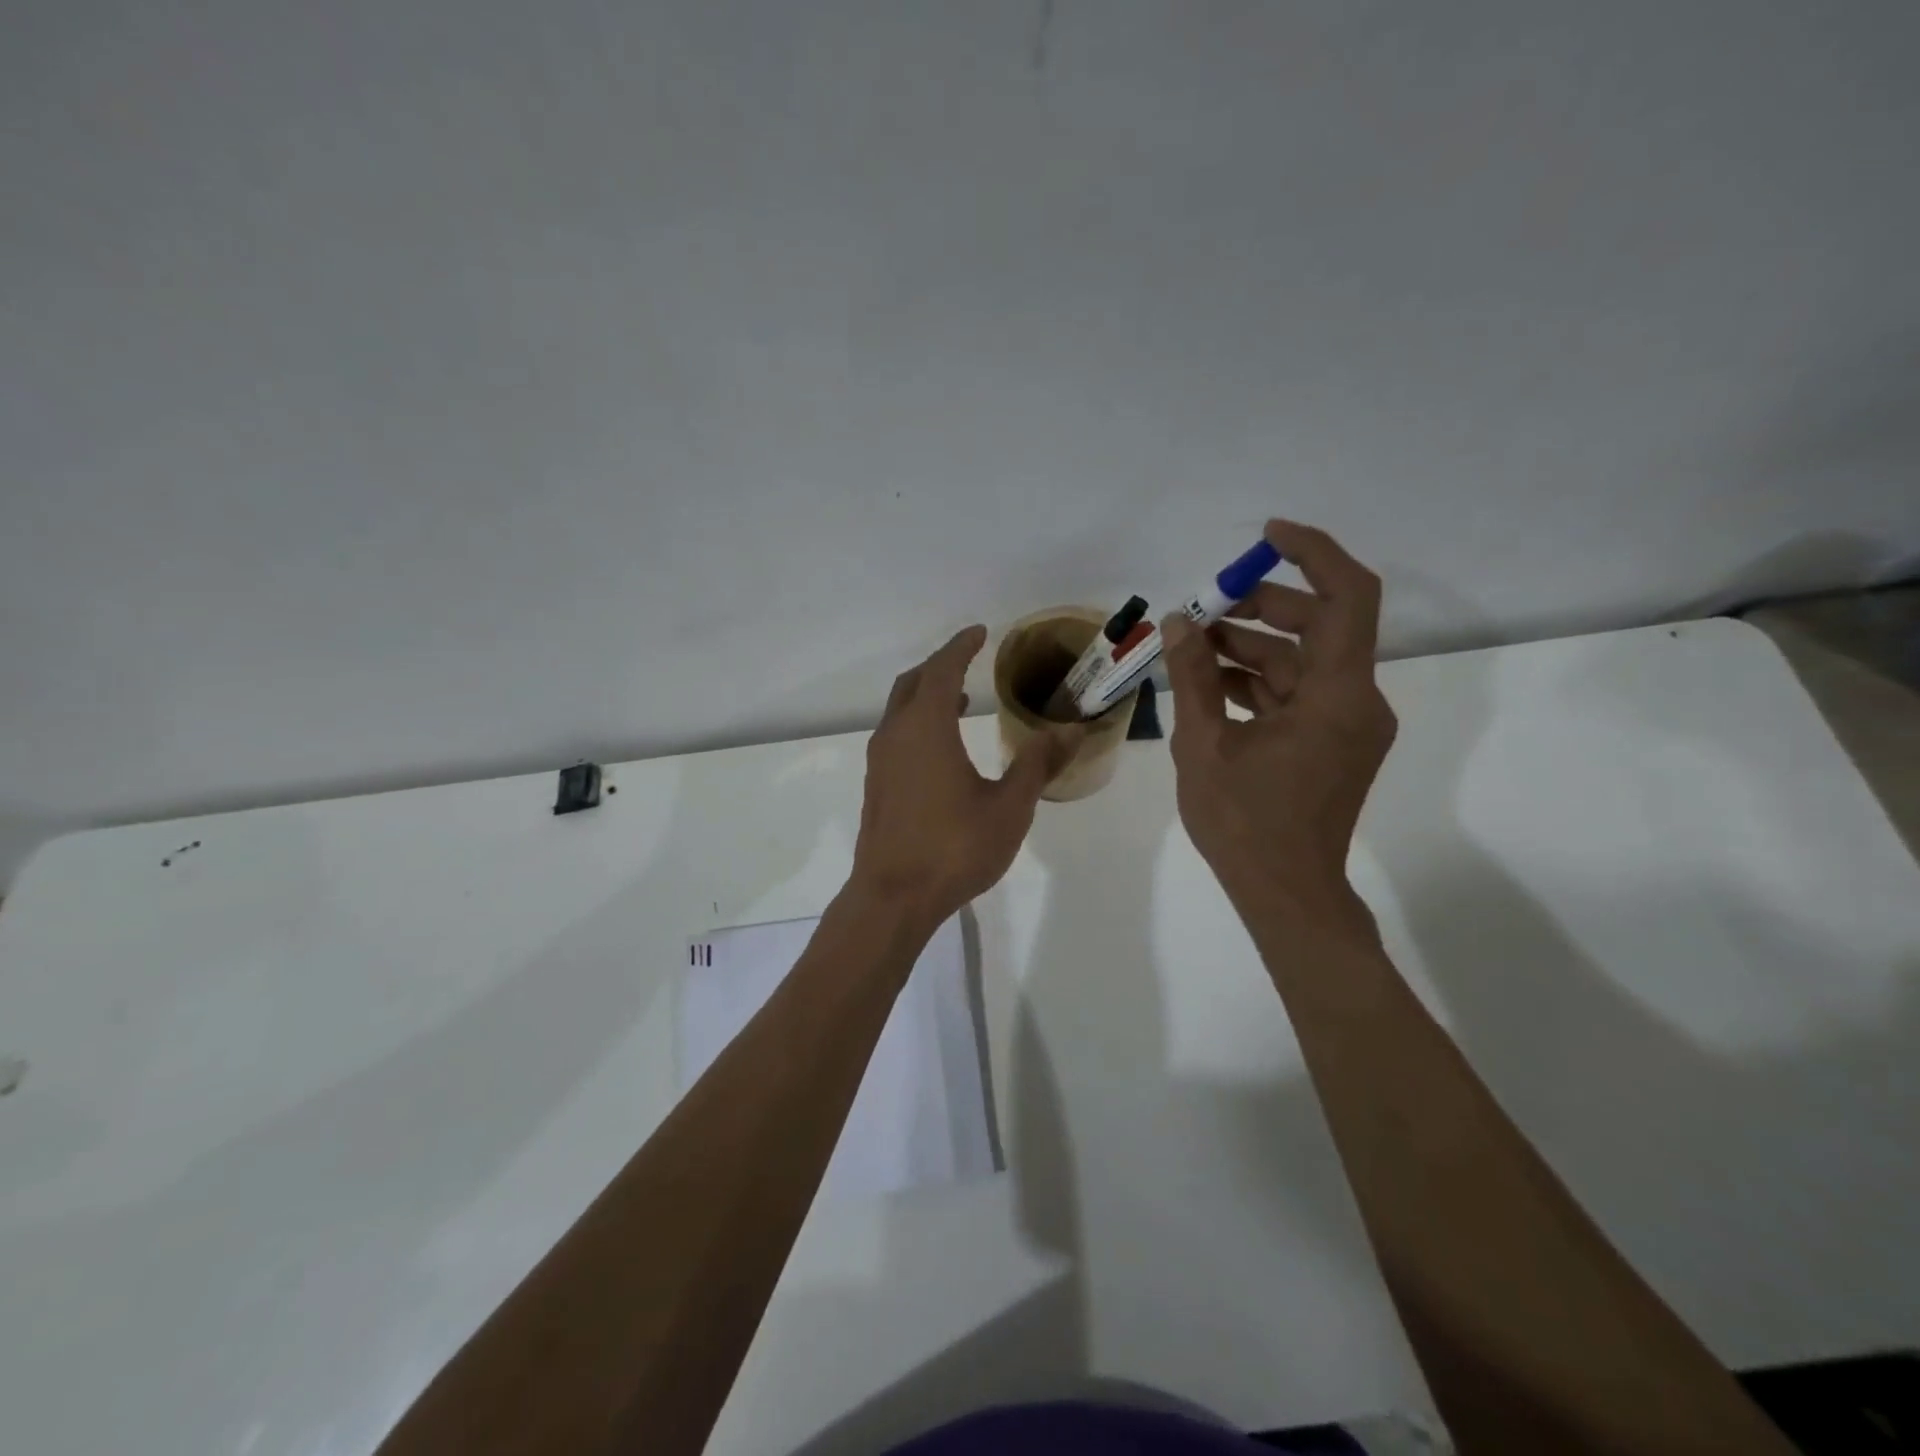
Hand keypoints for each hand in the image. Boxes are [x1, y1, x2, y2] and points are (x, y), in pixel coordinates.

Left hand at [851, 625, 1083, 928]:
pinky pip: (896, 735)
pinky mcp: (876, 785)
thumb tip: (1070, 730)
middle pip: (913, 683)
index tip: (980, 632)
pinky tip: (941, 749)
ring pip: (900, 710)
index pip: (942, 670)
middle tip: (968, 660)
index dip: (961, 647)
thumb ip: (1038, 764)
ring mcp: (880, 761)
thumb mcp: (1009, 806)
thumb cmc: (954, 848)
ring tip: (961, 701)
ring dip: (927, 696)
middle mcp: (895, 735)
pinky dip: (917, 723)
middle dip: (940, 666)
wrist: (893, 897)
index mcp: (926, 728)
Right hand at [1162, 520, 1396, 923]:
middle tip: (1204, 605)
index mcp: (1338, 695)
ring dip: (1251, 647)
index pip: (1348, 596)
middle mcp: (1357, 701)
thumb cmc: (1244, 823)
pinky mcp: (1333, 744)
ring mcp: (1347, 725)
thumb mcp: (1204, 744)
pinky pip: (1298, 695)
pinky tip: (1210, 682)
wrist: (1286, 894)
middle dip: (1261, 606)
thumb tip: (1180, 621)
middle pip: (1319, 625)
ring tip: (1192, 645)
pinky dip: (1258, 682)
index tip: (1264, 537)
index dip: (1312, 553)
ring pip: (1303, 662)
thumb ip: (1193, 675)